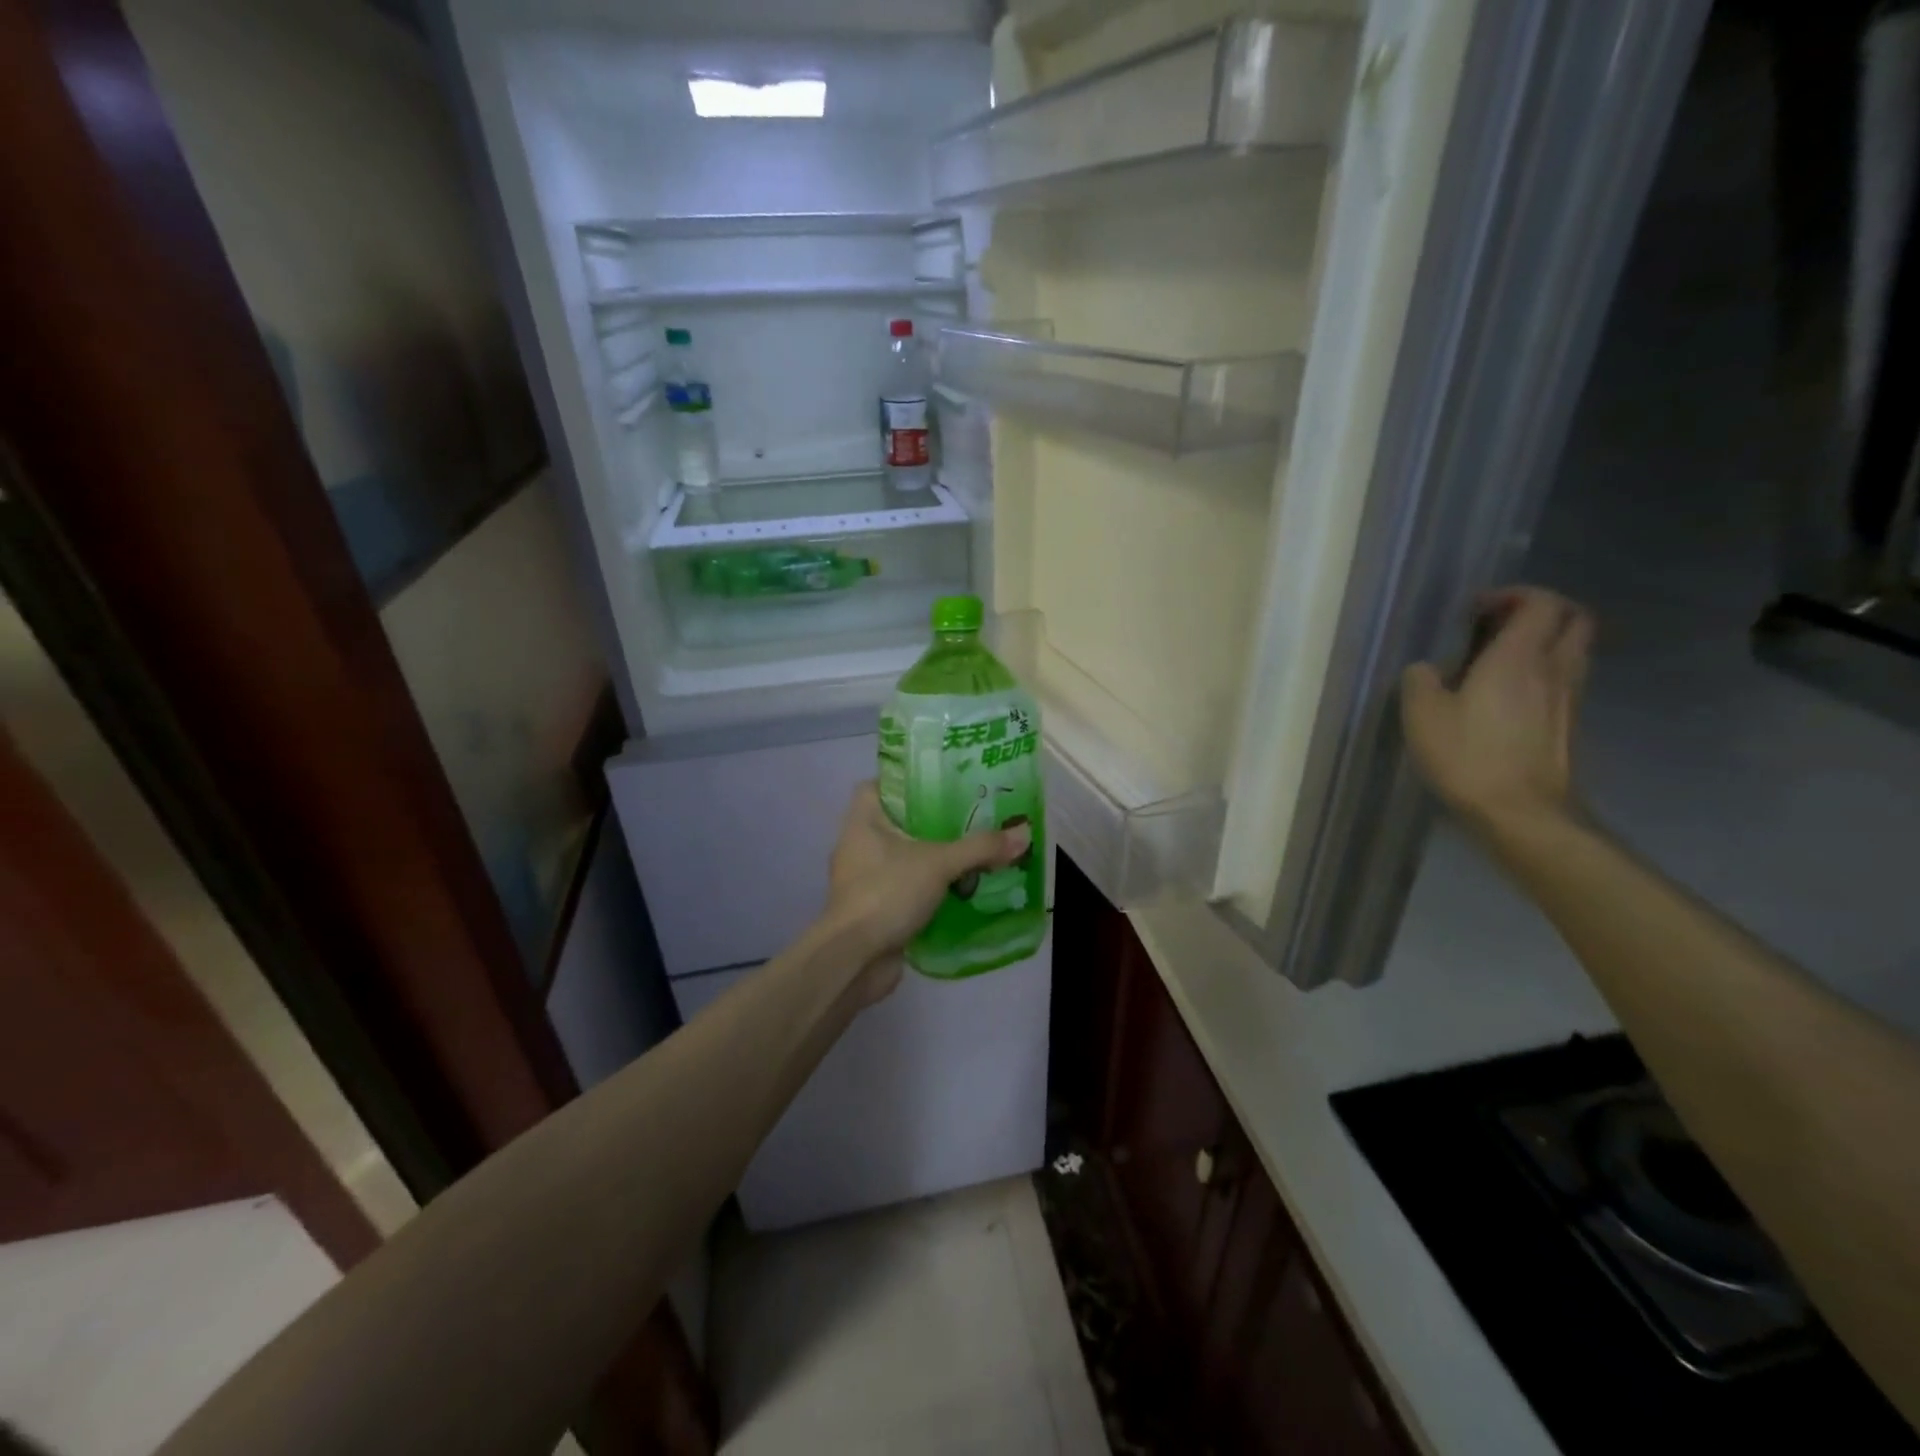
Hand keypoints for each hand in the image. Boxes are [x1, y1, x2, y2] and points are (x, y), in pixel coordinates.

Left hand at [821, 783, 1031, 1002]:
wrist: (855, 959)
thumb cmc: (887, 893)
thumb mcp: (939, 863)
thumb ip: (980, 847)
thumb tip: (1023, 833)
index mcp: (862, 822)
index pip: (877, 786)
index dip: (904, 781)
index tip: (939, 784)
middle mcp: (858, 846)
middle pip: (897, 823)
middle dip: (931, 822)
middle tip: (970, 817)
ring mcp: (864, 880)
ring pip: (903, 858)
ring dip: (933, 859)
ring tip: (972, 851)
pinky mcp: (875, 909)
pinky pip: (906, 889)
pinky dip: (929, 889)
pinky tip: (960, 889)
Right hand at [1400, 586, 1594, 833]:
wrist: (1521, 811)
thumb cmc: (1468, 756)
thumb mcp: (1422, 714)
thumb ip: (1420, 680)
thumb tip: (1426, 669)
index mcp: (1518, 657)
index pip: (1541, 603)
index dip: (1514, 595)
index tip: (1479, 608)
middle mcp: (1553, 668)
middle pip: (1574, 619)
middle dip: (1543, 611)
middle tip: (1502, 623)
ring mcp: (1568, 697)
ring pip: (1573, 650)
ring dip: (1546, 642)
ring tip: (1502, 658)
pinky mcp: (1569, 724)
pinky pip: (1565, 680)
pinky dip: (1544, 673)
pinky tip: (1509, 694)